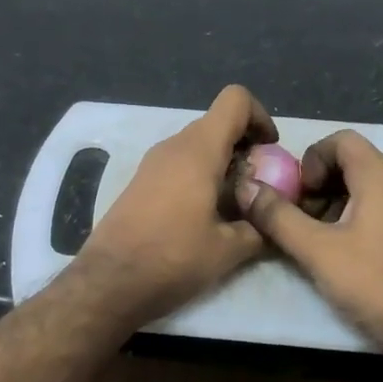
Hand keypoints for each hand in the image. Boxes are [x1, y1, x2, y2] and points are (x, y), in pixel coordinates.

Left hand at [72, 85, 274, 325]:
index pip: (235, 100)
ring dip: (222, 164)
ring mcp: (152, 162)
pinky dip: (199, 176)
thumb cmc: (173, 258)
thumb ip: (259, 226)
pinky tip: (205, 215)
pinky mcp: (140, 181)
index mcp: (199, 149)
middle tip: (259, 186)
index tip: (269, 153)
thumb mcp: (229, 249)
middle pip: (218, 124)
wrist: (110, 281)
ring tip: (235, 205)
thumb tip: (272, 218)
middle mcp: (173, 145)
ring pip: (198, 145)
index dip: (260, 117)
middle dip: (245, 147)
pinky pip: (179, 163)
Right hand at [238, 130, 382, 371]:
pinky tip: (345, 255)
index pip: (340, 140)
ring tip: (317, 240)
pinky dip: (357, 219)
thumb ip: (278, 216)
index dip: (311, 160)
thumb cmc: (376, 283)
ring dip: (335, 204)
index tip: (298, 196)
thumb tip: (246, 188)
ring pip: (367, 188)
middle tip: (299, 219)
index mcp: (381, 176)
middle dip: (319, 185)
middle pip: (353, 163)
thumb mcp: (317, 251)